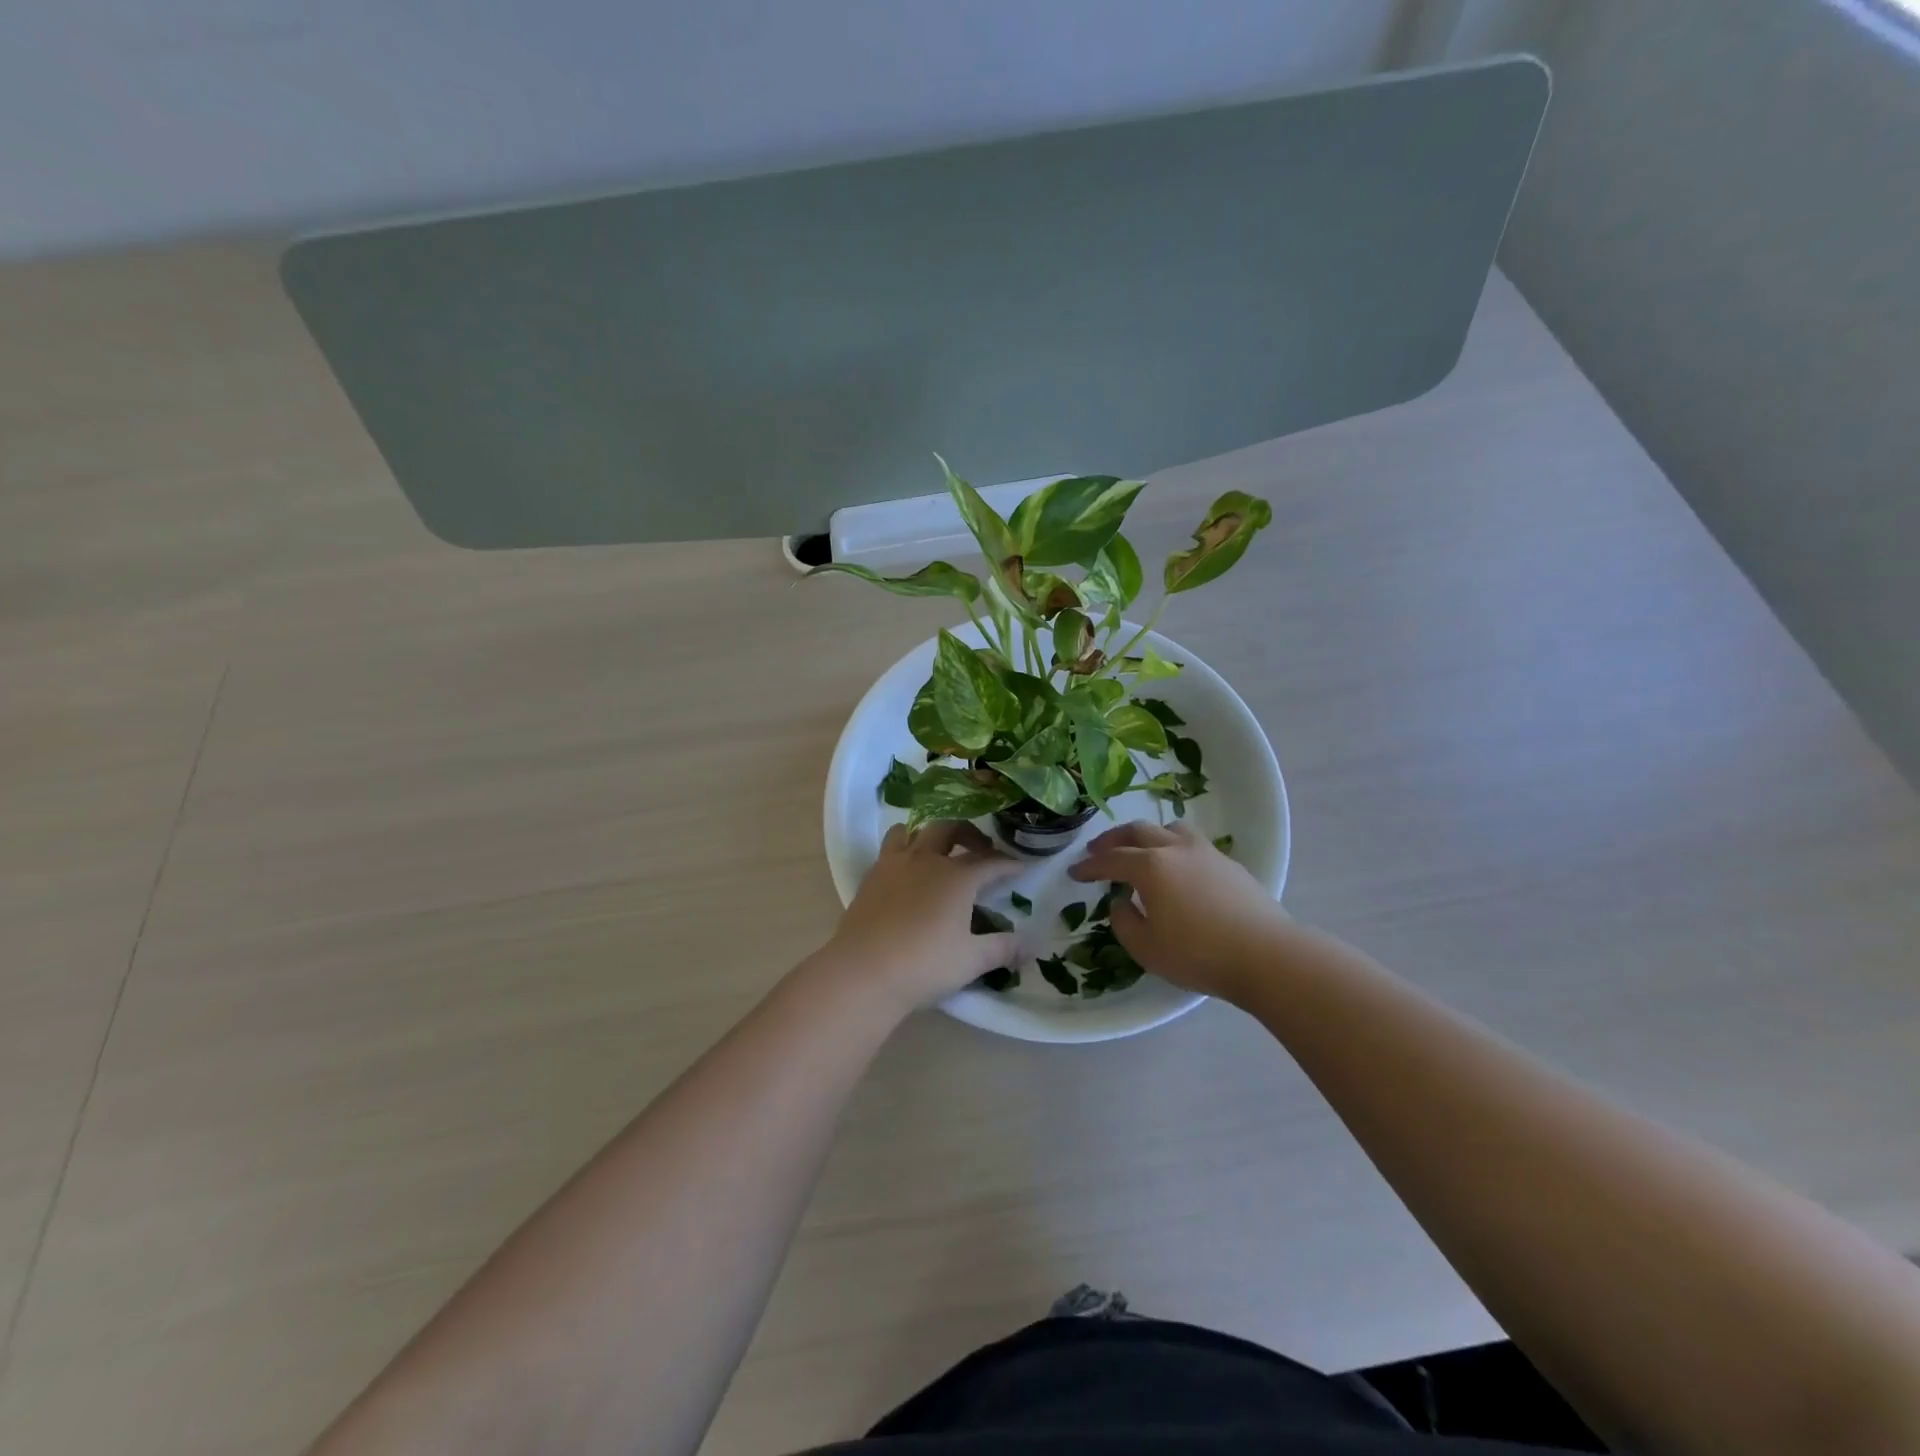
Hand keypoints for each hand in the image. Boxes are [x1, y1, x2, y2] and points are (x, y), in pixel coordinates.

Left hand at [819, 821, 1019, 1011]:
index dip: (1008, 864)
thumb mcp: (971, 960)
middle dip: (970, 833)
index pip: (990, 862)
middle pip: (951, 828)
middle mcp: (927, 860)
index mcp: (957, 877)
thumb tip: (1032, 945)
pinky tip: (907, 872)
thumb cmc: (924, 965)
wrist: (863, 972)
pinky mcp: (871, 876)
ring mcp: (895, 864)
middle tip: (981, 849)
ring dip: (930, 835)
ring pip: (913, 831)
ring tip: (938, 851)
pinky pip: (889, 848)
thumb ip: (1003, 949)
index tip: (1021, 867)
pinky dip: (903, 849)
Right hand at [1069, 820, 1290, 1003]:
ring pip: (1169, 829)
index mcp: (1150, 866)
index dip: (1089, 866)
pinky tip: (1177, 867)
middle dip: (1113, 840)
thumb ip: (1124, 921)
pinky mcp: (1229, 864)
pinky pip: (1192, 843)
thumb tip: (1122, 902)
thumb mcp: (1146, 948)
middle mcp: (1175, 849)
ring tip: (1140, 849)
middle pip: (1137, 832)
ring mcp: (1206, 853)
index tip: (1075, 872)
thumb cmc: (1198, 954)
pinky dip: (1174, 847)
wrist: (1266, 955)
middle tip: (1097, 850)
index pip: (1111, 860)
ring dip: (1147, 835)